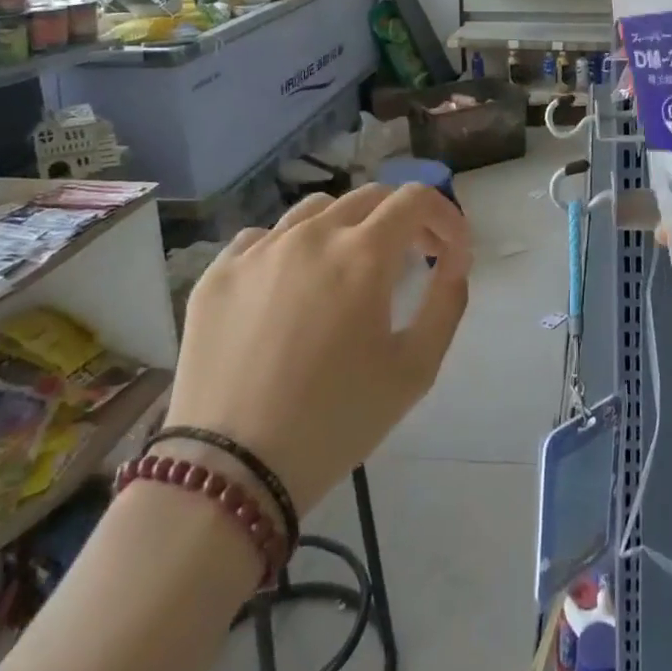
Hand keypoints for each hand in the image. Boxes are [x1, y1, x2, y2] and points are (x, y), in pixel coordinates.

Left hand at [166, 184, 470, 512]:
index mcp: (362, 254)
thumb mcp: (416, 369)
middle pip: (369, 197)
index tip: (450, 253)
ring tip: (349, 270)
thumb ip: (447, 302)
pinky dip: (292, 248)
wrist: (231, 473)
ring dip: (348, 227)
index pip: (416, 199)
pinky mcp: (218, 273)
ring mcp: (258, 250)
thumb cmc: (336, 421)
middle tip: (411, 260)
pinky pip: (264, 238)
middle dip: (402, 220)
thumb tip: (452, 261)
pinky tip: (291, 287)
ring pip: (315, 210)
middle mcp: (310, 235)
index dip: (445, 217)